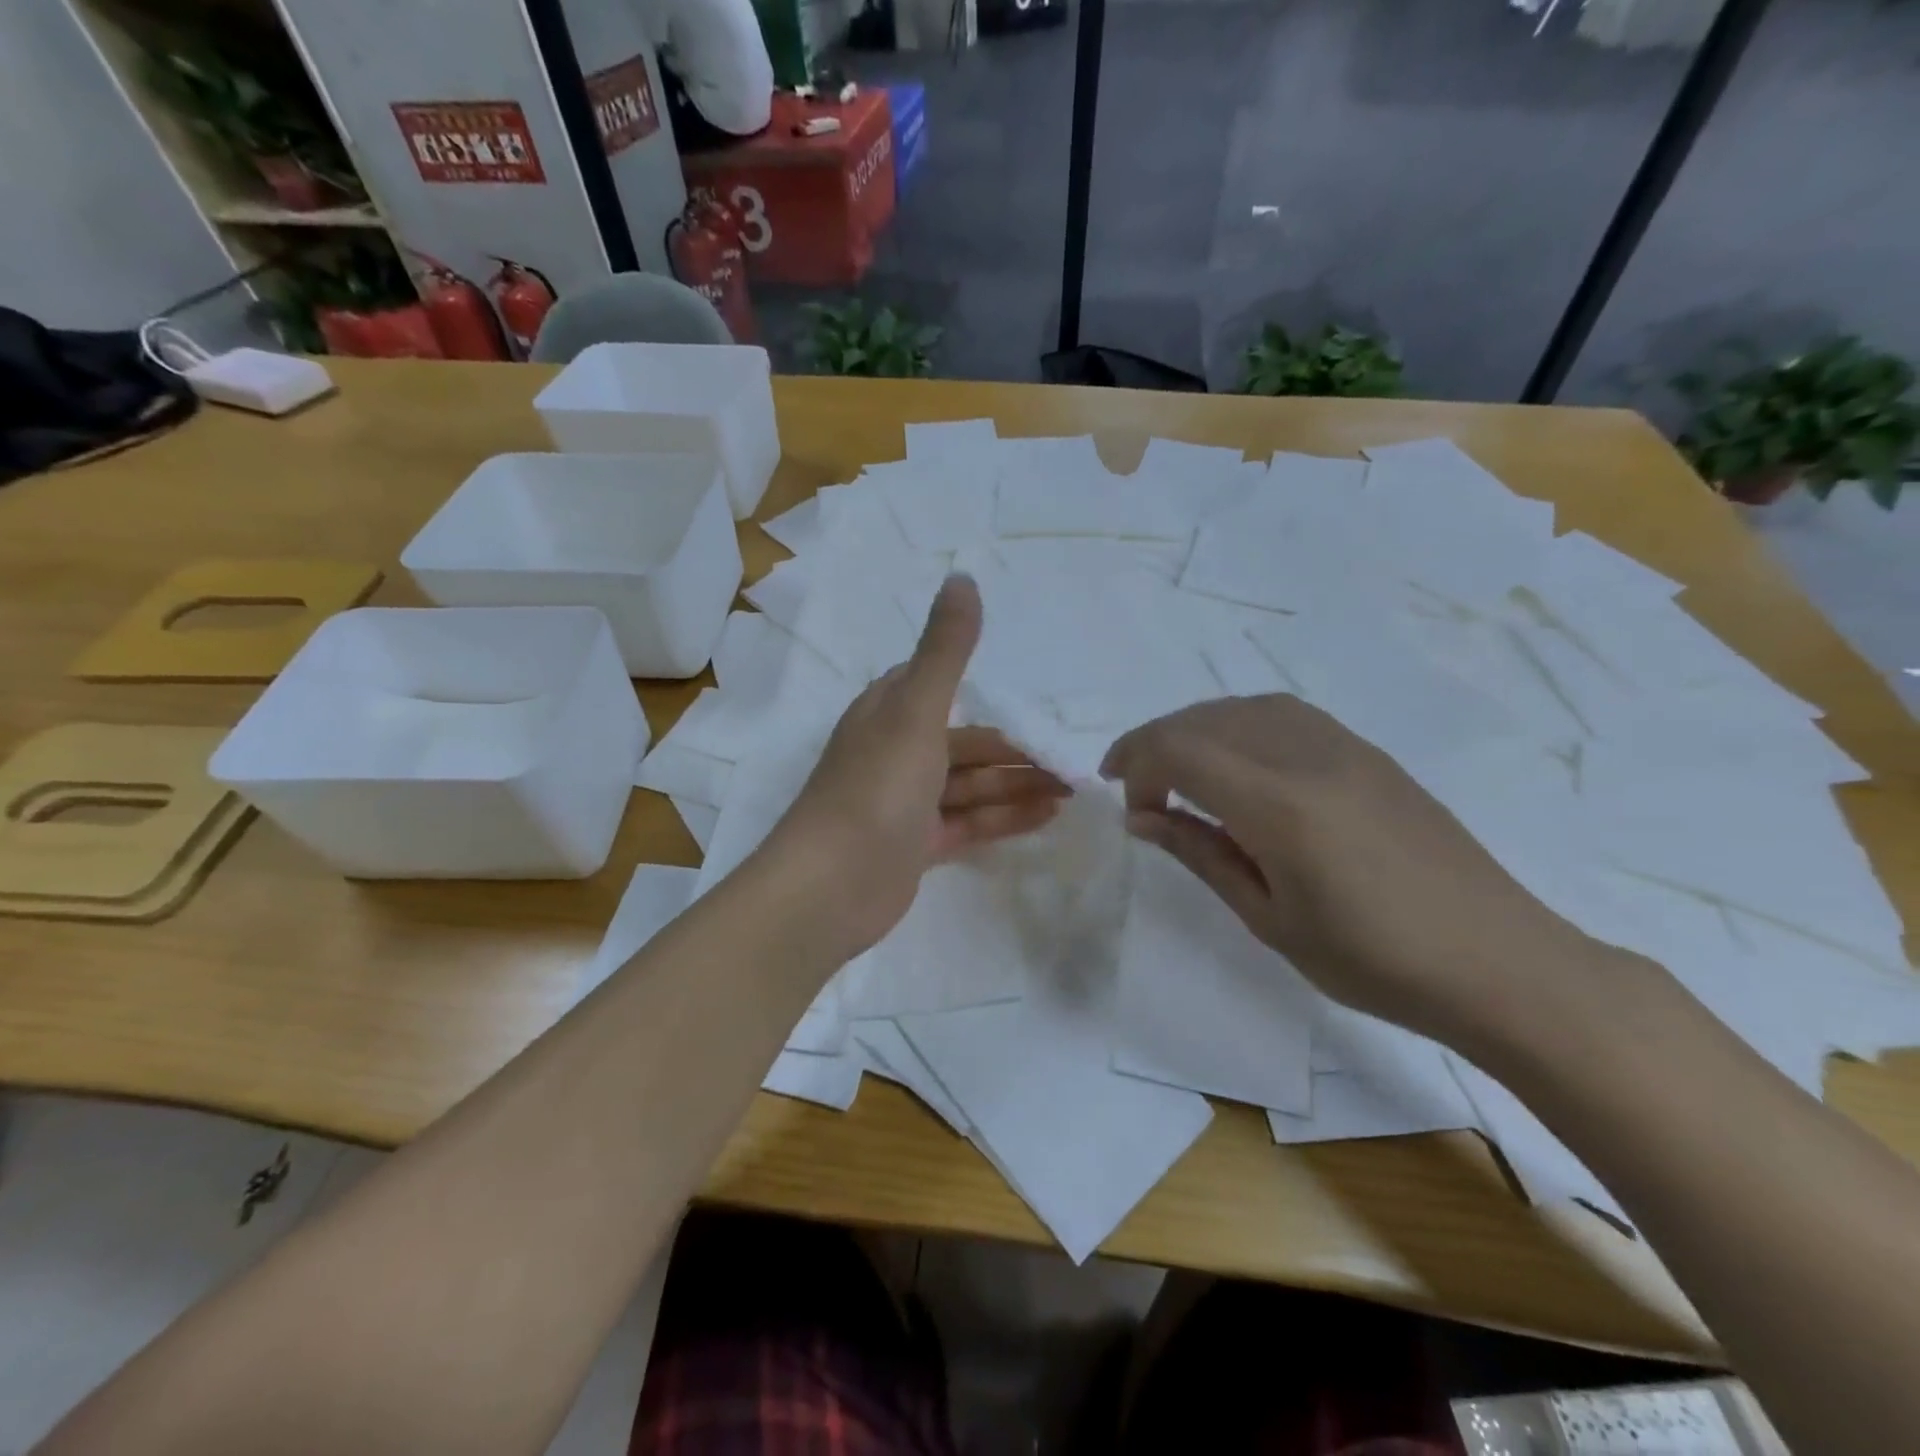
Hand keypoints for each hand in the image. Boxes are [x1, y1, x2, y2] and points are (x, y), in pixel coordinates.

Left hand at [772, 575, 1068, 957]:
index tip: (1033, 698)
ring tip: (1072, 788)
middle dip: (1015, 751)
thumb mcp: (916, 712)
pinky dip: (1005, 817)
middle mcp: (895, 753)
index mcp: (887, 714)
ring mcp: (905, 803)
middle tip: (1071, 760)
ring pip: (971, 786)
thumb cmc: (875, 789)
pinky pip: (968, 823)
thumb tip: (963, 576)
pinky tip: (1047, 816)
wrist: (830, 888)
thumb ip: (945, 650)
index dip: (984, 691)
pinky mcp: (915, 846)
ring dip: (1018, 785)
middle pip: (965, 744)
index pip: (937, 687)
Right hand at [1100, 694, 1595, 1050]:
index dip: (1136, 763)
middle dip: (1155, 743)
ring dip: (1197, 729)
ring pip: (1245, 708)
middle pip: (1206, 719)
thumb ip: (1200, 854)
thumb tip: (1141, 819)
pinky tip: (1239, 764)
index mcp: (1280, 804)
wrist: (1499, 961)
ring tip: (1180, 771)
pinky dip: (1240, 725)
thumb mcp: (1269, 919)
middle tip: (1138, 790)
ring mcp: (1344, 747)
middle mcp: (1308, 756)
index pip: (1181, 750)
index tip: (1126, 804)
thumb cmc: (1374, 961)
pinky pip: (1285, 715)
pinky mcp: (1368, 754)